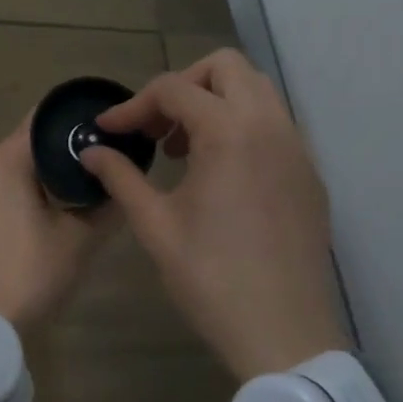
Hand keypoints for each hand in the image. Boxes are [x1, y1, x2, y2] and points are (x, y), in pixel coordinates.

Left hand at [0, 117, 115, 333]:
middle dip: (61, 155)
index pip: (43, 120)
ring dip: (39, 184)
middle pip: (27, 149)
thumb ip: (108, 207)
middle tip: (99, 168)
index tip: (103, 128)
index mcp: (7, 162)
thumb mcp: (80, 240)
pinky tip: (36, 232)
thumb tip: (125, 185)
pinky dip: (17, 206)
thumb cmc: (30, 273)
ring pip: (11, 179)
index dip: (74, 120)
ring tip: (73, 202)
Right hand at [79, 49, 346, 380]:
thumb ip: (122, 178)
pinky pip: (275, 124)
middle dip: (184, 84)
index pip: (174, 89)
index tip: (109, 130)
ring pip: (257, 91)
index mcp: (230, 133)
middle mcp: (270, 126)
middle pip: (226, 67)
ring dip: (215, 101)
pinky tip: (220, 172)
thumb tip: (93, 151)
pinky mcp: (309, 174)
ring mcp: (298, 149)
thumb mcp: (156, 226)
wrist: (284, 335)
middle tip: (157, 127)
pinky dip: (242, 125)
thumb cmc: (211, 279)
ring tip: (185, 148)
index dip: (133, 106)